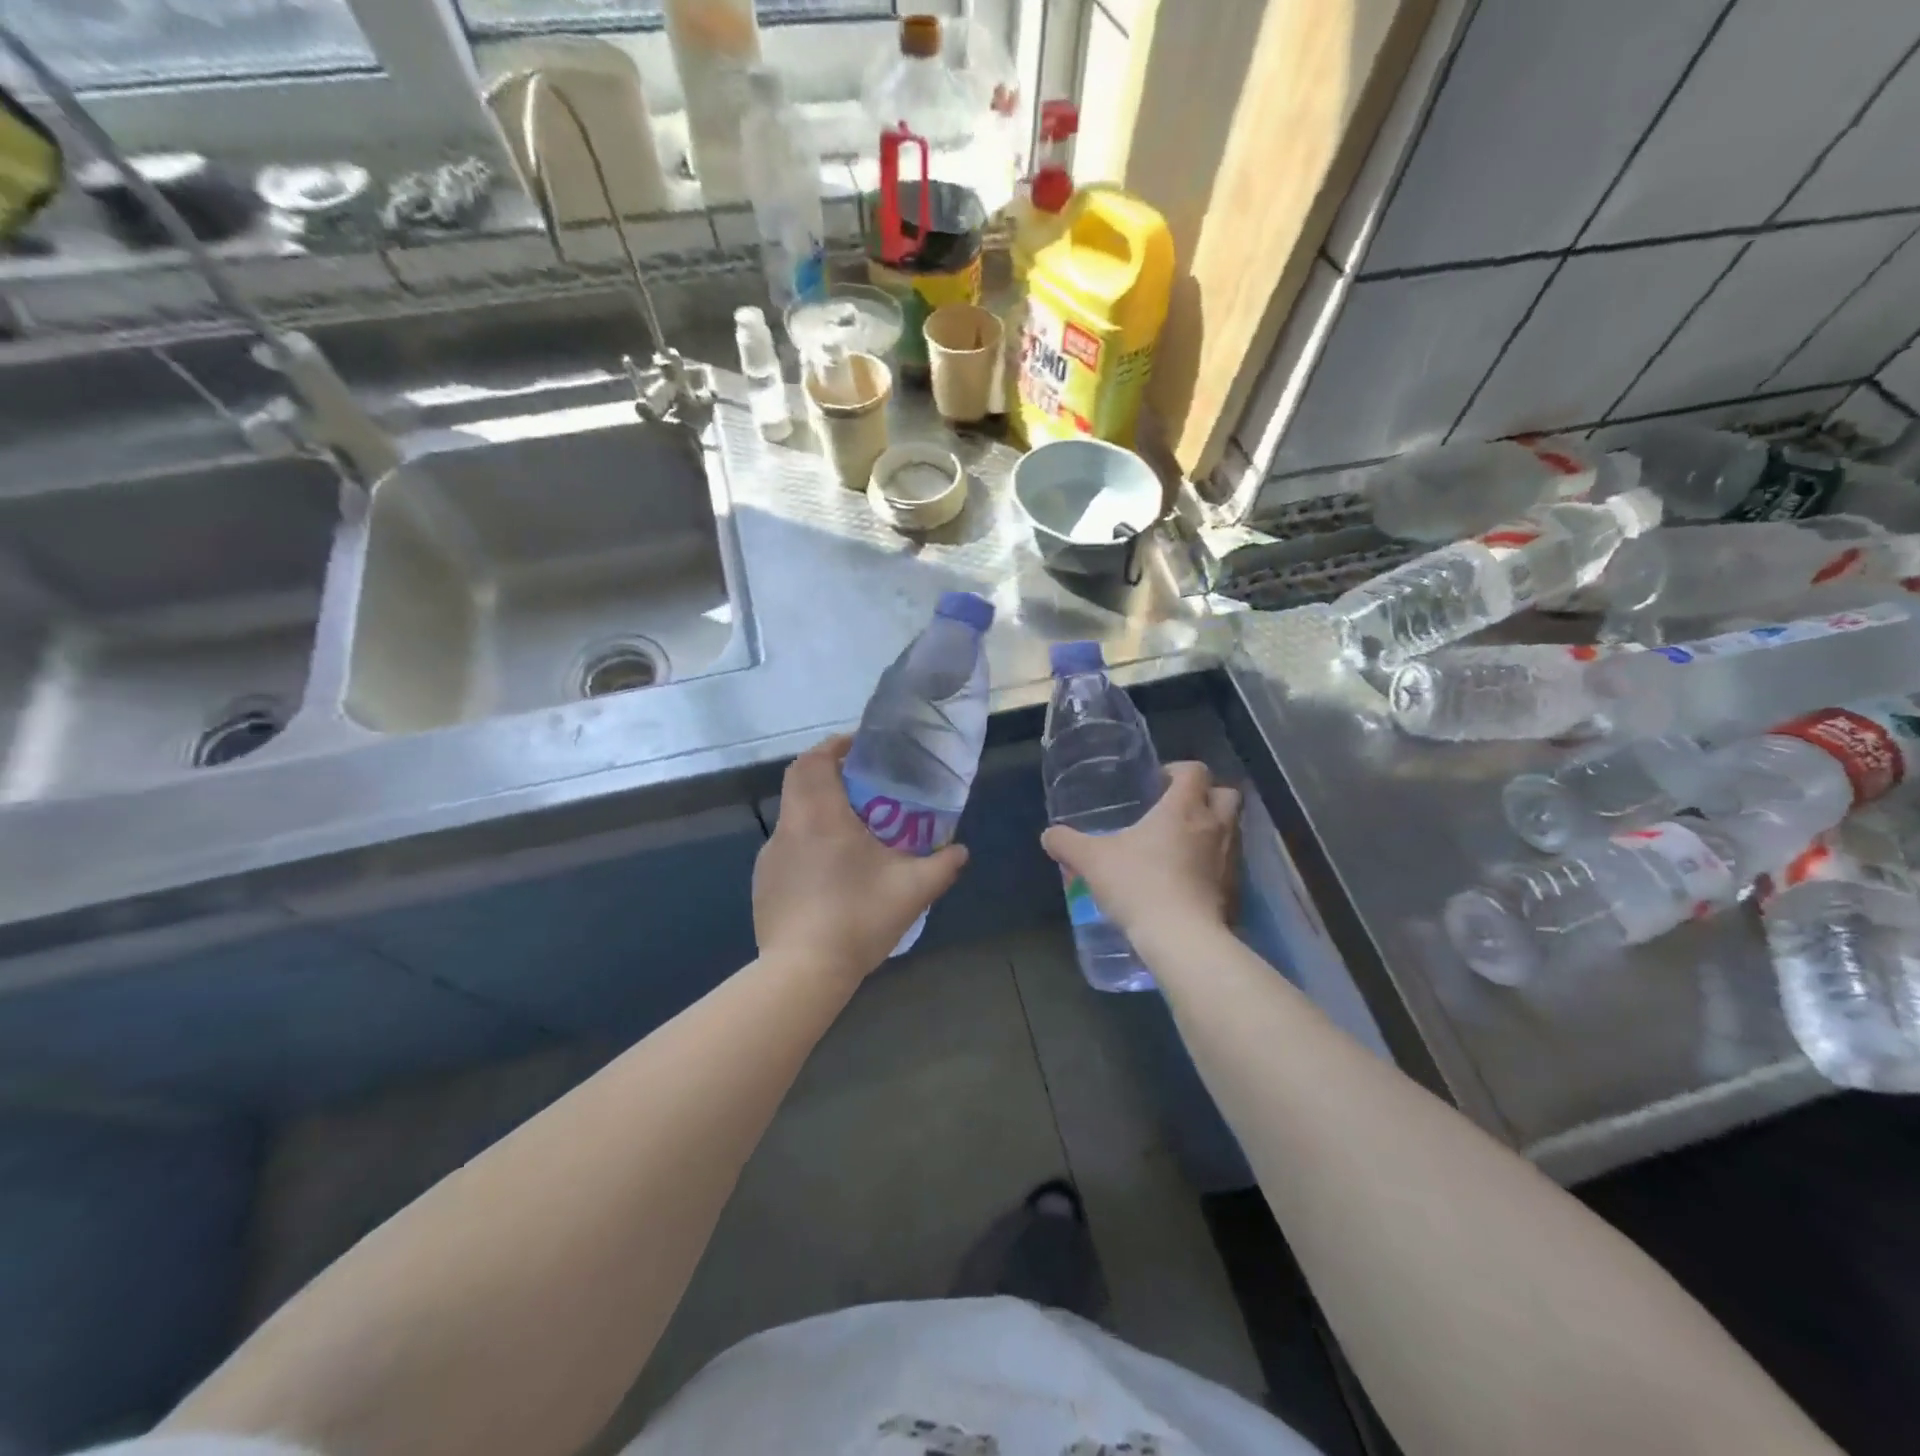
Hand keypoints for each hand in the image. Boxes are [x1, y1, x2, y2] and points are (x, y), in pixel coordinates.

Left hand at [753, 735, 969, 979]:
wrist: (802, 972)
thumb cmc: (857, 919)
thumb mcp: (912, 891)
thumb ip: (942, 865)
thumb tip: (961, 850)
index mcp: (820, 816)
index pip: (814, 761)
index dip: (834, 746)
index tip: (859, 747)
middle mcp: (789, 827)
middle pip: (799, 780)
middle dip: (826, 771)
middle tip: (861, 782)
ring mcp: (771, 856)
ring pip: (793, 814)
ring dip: (818, 808)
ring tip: (852, 828)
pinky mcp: (764, 882)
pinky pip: (787, 847)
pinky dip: (808, 842)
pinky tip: (831, 872)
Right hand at [1041, 762, 1239, 942]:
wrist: (1182, 938)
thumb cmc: (1139, 885)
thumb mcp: (1092, 861)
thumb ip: (1068, 844)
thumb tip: (1049, 835)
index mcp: (1184, 808)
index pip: (1195, 770)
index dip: (1179, 770)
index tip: (1158, 782)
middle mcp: (1215, 826)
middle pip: (1227, 794)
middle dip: (1208, 795)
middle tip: (1177, 809)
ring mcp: (1231, 859)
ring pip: (1232, 829)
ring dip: (1212, 830)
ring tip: (1181, 846)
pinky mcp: (1235, 890)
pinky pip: (1229, 865)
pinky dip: (1214, 865)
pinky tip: (1188, 880)